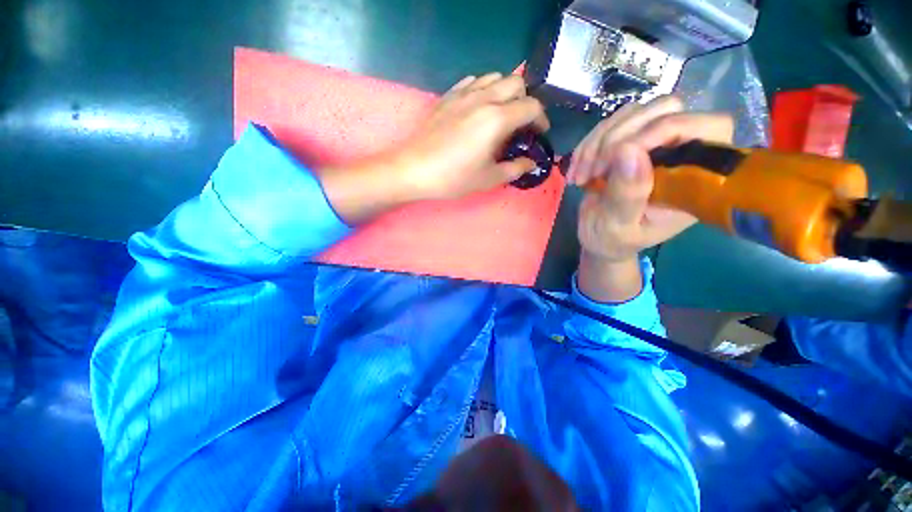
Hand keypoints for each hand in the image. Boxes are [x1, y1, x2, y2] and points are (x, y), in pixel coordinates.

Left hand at [318, 73, 549, 224]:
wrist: (414, 169)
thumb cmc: (453, 178)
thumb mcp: (488, 179)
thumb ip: (514, 168)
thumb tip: (531, 163)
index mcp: (497, 119)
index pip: (531, 107)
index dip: (541, 119)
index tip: (539, 133)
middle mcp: (483, 99)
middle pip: (516, 83)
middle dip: (526, 100)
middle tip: (521, 123)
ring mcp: (463, 94)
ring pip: (494, 77)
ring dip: (505, 91)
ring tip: (501, 113)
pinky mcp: (448, 96)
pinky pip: (472, 82)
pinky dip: (483, 89)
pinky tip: (479, 107)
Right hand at [569, 96, 733, 263]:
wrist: (598, 236)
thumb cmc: (614, 239)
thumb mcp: (618, 227)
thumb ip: (628, 195)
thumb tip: (629, 151)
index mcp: (695, 179)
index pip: (707, 128)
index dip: (664, 129)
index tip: (617, 157)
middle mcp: (682, 153)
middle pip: (667, 108)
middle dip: (620, 136)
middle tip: (593, 170)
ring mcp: (655, 142)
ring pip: (635, 112)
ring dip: (599, 141)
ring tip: (582, 173)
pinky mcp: (630, 140)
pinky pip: (612, 123)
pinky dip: (589, 143)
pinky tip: (577, 167)